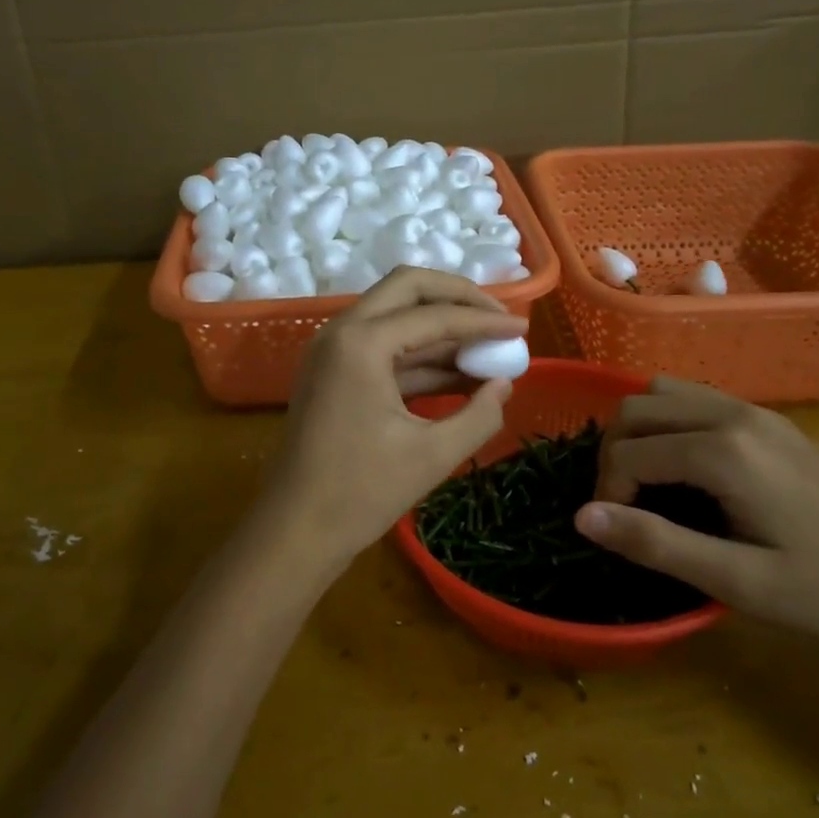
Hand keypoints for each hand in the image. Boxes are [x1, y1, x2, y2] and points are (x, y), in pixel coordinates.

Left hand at [250, 268, 526, 579]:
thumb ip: (479, 415)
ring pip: (395, 314)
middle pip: (407, 288)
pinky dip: (421, 354)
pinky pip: (384, 346)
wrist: (294, 530)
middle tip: (498, 318)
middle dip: (457, 296)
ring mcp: (333, 349)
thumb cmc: (360, 493)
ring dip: (441, 326)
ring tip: (489, 348)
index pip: (434, 315)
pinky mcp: (335, 371)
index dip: (484, 320)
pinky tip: (461, 373)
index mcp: (361, 343)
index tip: (524, 329)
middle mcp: (342, 331)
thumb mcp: (432, 455)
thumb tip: (505, 383)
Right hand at [574, 377, 818, 653]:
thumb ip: (655, 543)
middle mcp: (732, 414)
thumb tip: (582, 516)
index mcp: (723, 451)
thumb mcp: (737, 582)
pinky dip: (668, 422)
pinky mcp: (768, 420)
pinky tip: (685, 467)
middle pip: (636, 407)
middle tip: (627, 505)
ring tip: (648, 481)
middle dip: (615, 453)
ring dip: (639, 431)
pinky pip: (693, 398)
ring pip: (661, 392)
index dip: (609, 492)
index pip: (629, 451)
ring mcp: (753, 411)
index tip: (622, 534)